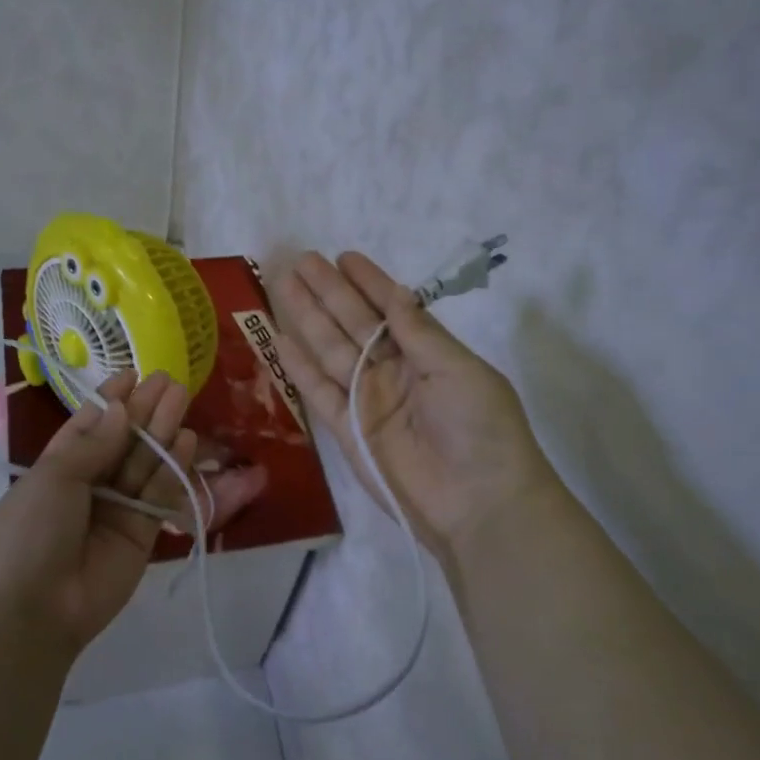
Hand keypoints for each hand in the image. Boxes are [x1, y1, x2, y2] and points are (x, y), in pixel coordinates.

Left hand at [0, 370, 196, 654]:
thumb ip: (93, 444)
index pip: (91, 424)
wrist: (33, 609)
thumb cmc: (31, 532)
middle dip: (144, 410)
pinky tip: (186, 440)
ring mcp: (117, 508)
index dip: (112, 400)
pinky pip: (160, 494)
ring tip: (182, 397)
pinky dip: (173, 468)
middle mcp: (90, 483)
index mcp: (59, 465)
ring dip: (163, 431)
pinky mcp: (142, 533)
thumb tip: (121, 410)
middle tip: (170, 381)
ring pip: (145, 462)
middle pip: (123, 440)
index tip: (135, 374)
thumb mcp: (53, 478)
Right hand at [276, 251, 557, 560]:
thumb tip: (395, 293)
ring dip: (308, 318)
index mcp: (427, 354)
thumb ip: (419, 333)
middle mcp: (394, 371)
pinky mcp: (345, 429)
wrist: (478, 504)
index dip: (369, 283)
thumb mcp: (459, 369)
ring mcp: (367, 399)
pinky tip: (280, 338)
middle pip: (353, 324)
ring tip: (284, 285)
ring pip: (330, 350)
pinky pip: (318, 391)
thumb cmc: (480, 428)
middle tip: (301, 260)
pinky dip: (298, 366)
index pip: (392, 309)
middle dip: (329, 292)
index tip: (345, 256)